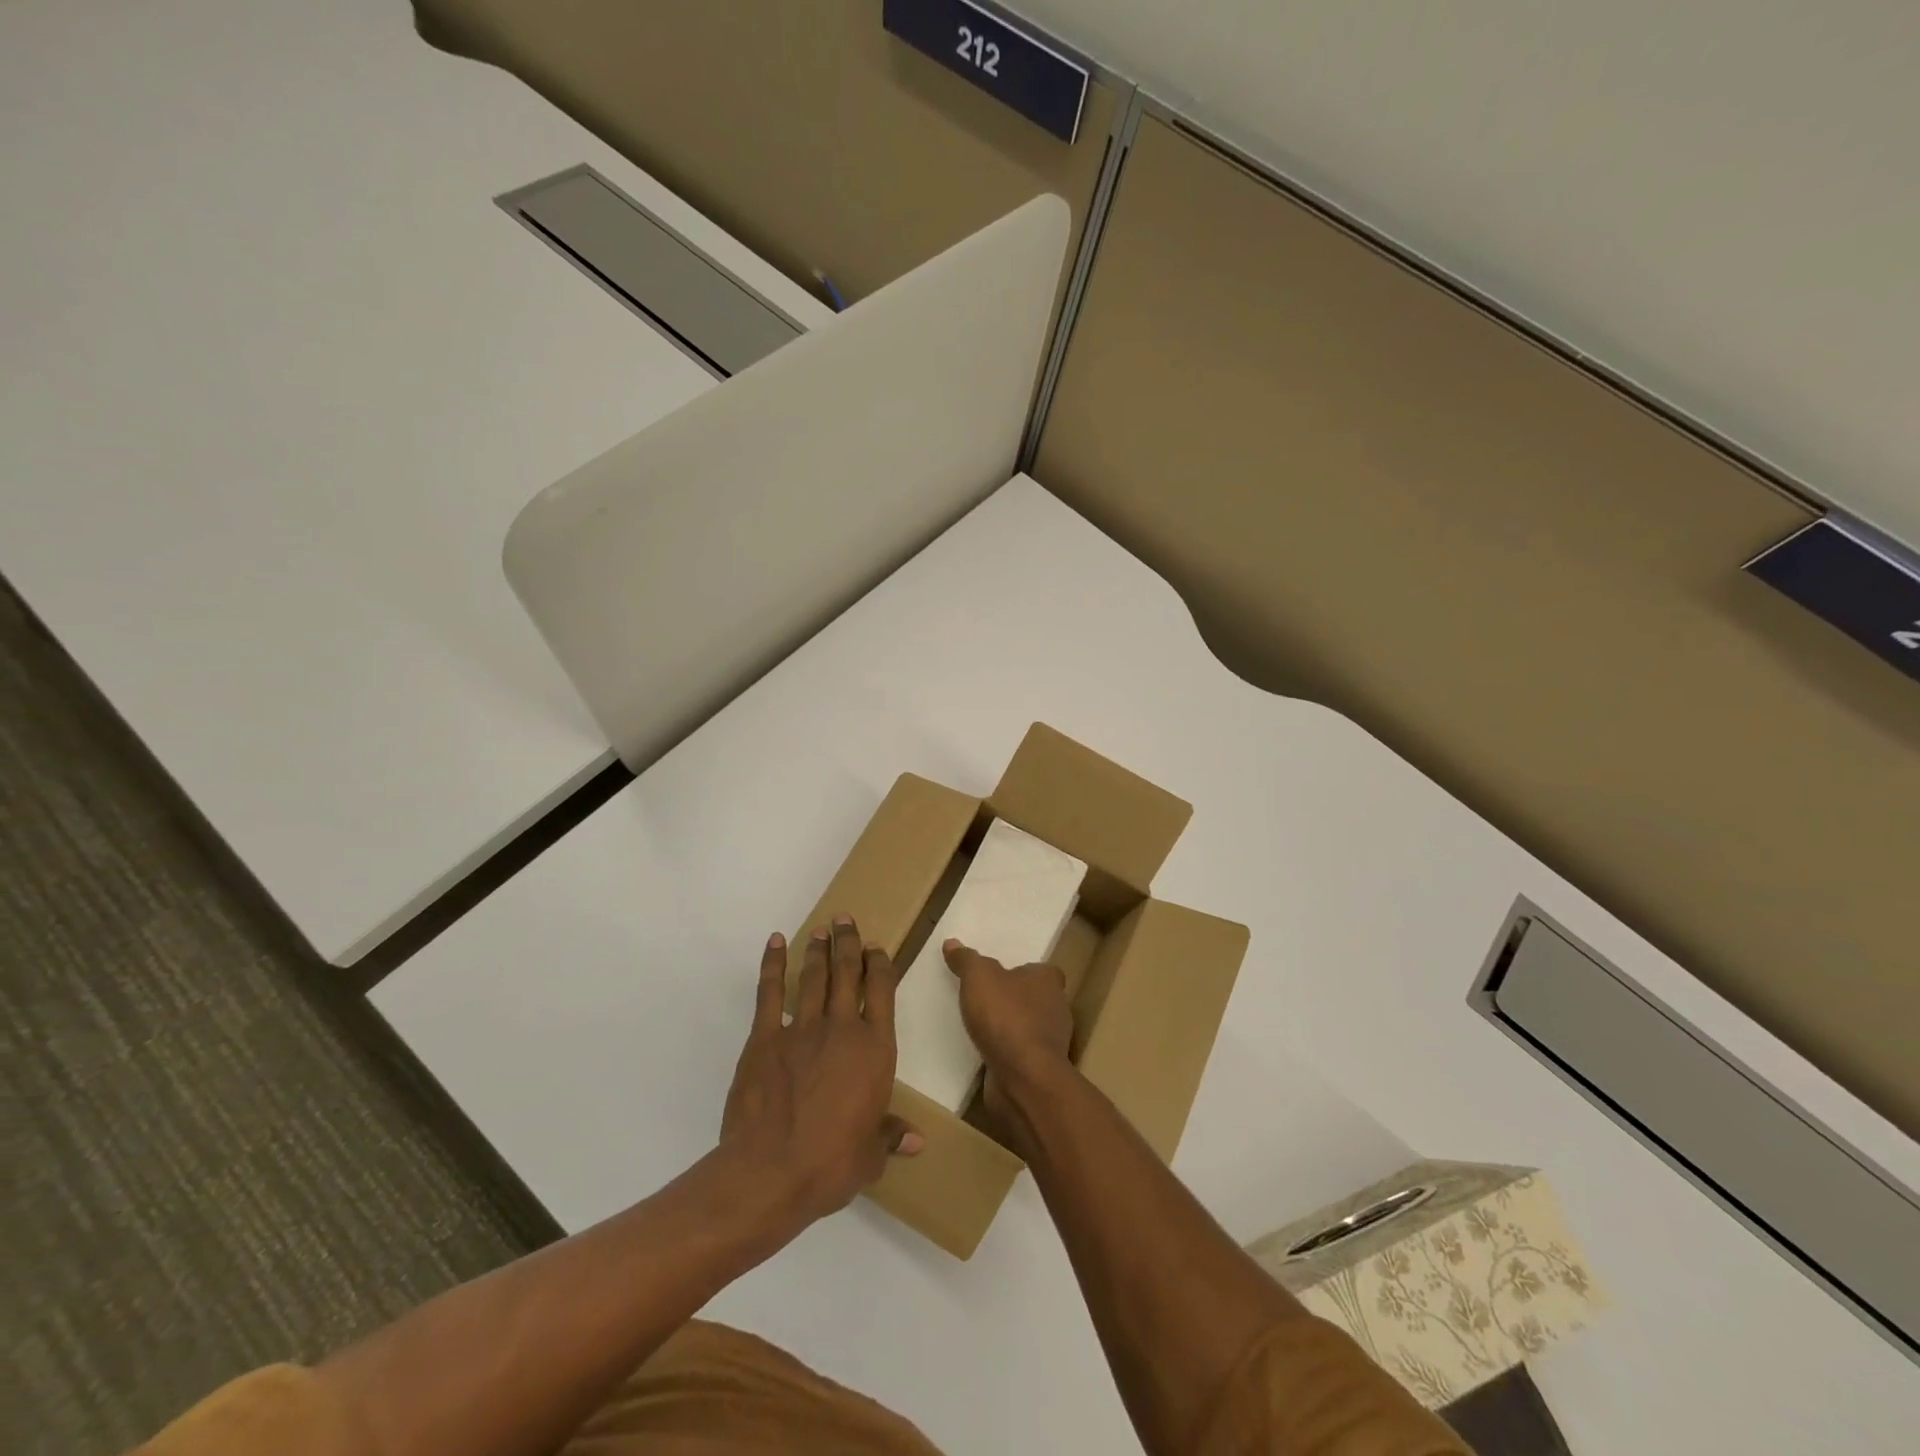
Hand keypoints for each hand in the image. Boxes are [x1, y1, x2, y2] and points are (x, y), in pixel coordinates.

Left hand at [720, 918, 921, 1226]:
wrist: (771, 1171)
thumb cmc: (831, 1164)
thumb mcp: (870, 1156)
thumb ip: (891, 1137)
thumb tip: (918, 1141)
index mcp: (875, 1050)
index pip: (882, 993)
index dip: (880, 966)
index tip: (876, 948)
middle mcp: (842, 1029)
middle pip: (848, 974)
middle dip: (848, 943)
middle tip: (845, 920)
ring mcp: (802, 1029)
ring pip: (814, 978)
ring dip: (818, 951)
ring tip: (821, 929)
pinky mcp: (765, 1037)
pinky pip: (770, 993)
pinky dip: (773, 964)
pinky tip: (776, 943)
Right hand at [942, 938, 1075, 1133]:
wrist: (1023, 1078)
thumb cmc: (1006, 1017)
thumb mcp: (978, 978)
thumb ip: (966, 960)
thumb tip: (952, 942)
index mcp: (1048, 980)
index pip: (1042, 970)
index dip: (1023, 971)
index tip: (1001, 974)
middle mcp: (1056, 1008)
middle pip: (1036, 998)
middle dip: (1014, 999)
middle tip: (985, 998)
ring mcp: (1051, 1042)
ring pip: (1029, 1027)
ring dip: (1010, 1028)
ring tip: (980, 1026)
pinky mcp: (1041, 1069)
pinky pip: (1021, 1054)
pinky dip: (1006, 1052)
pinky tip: (985, 1052)